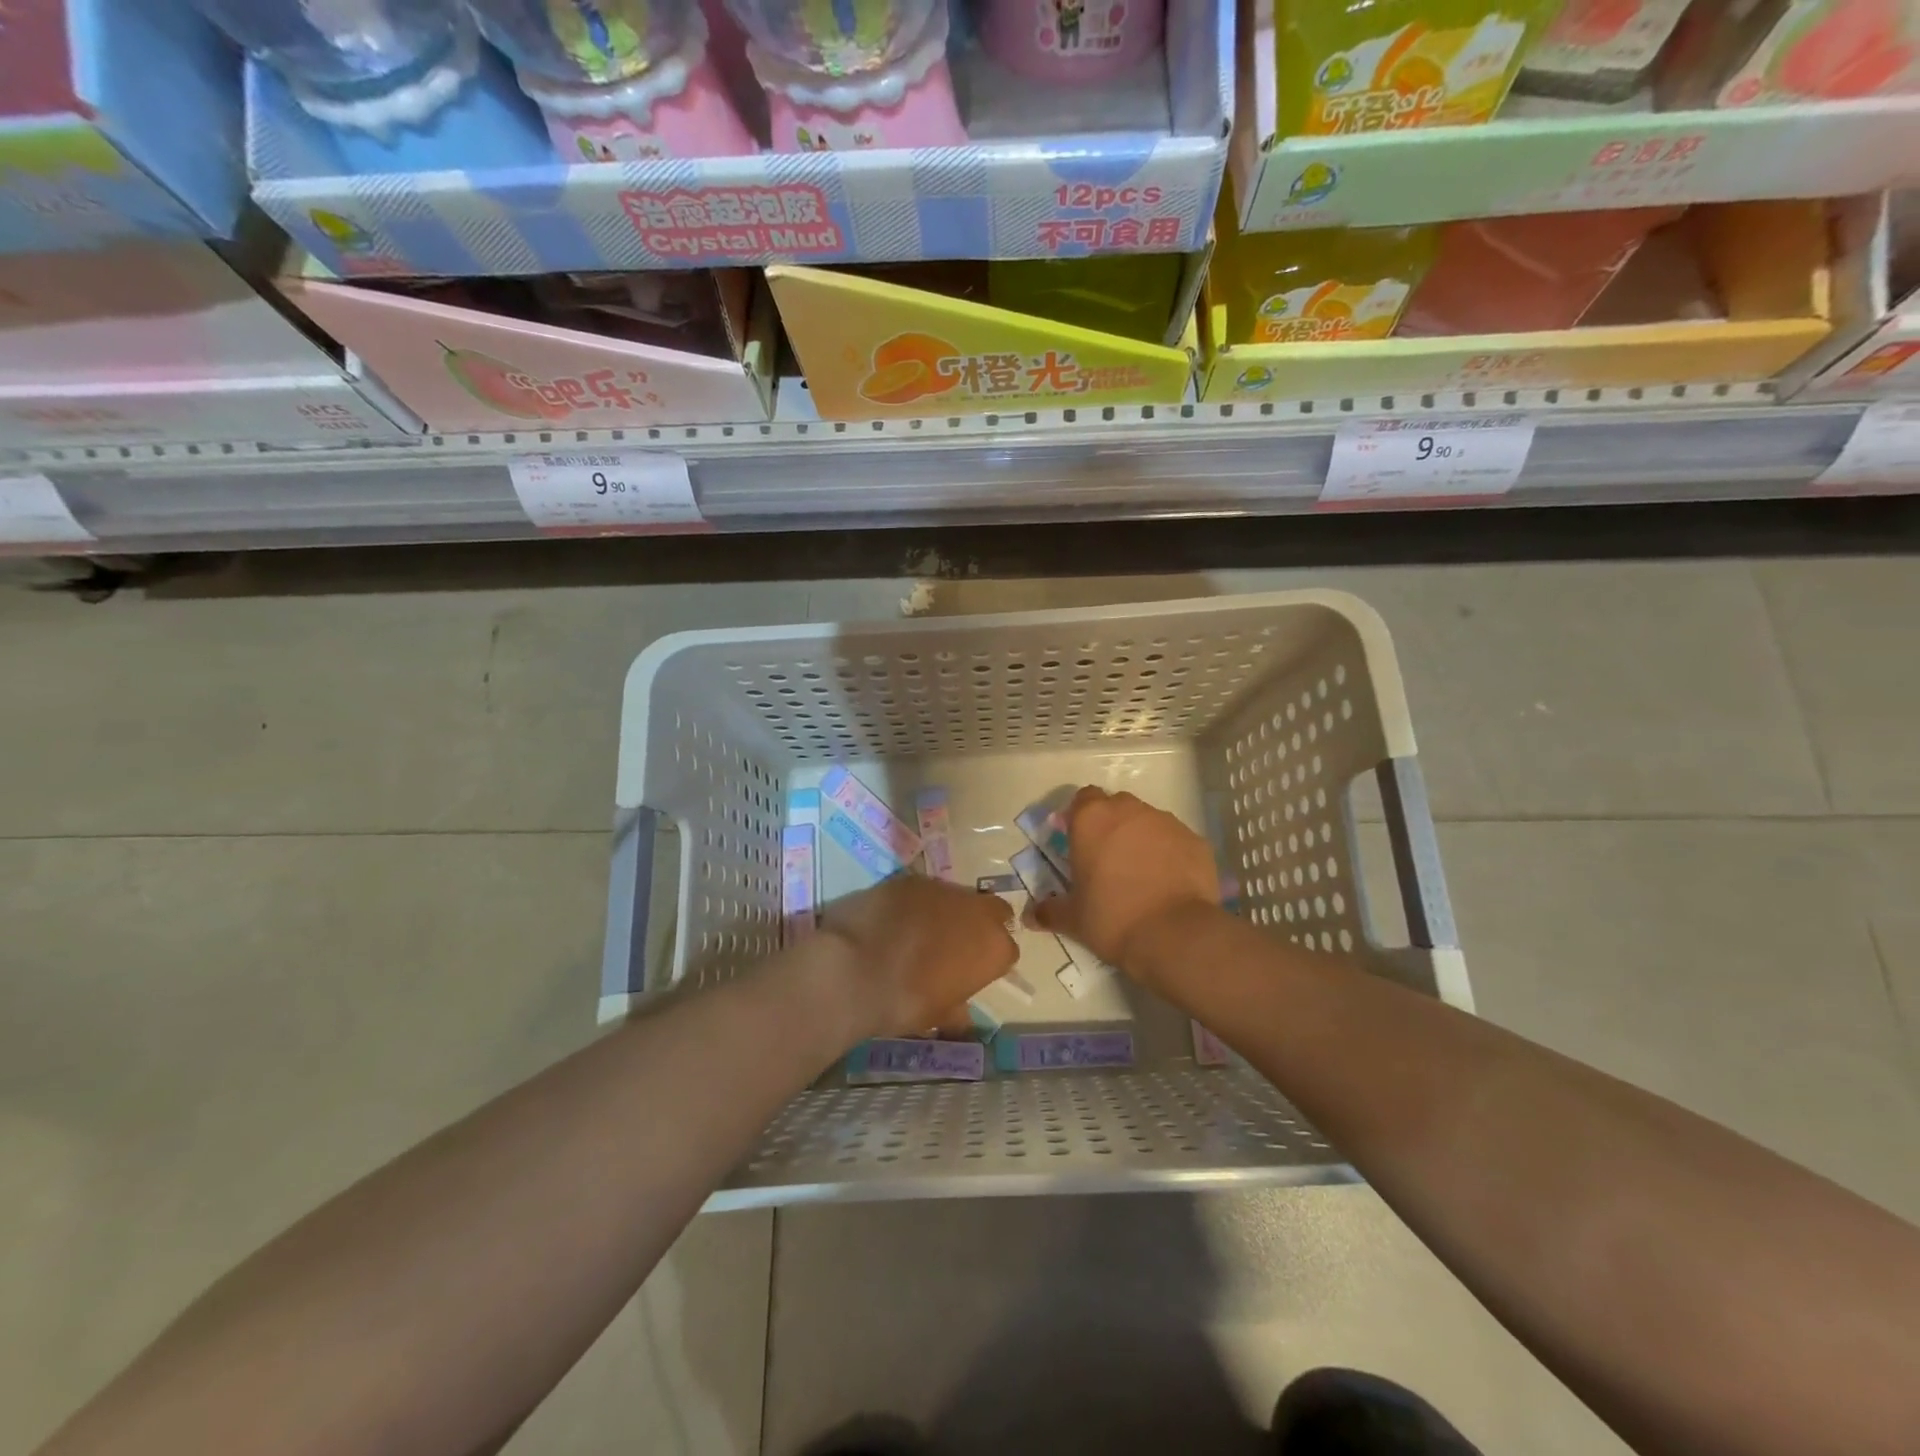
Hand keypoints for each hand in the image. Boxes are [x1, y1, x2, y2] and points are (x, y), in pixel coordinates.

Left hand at [818, 875, 1017, 1039]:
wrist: (856, 967)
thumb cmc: (906, 1001)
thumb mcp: (938, 1015)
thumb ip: (956, 1010)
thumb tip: (960, 1019)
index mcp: (994, 948)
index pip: (1007, 951)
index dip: (989, 961)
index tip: (971, 972)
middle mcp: (977, 911)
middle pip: (993, 911)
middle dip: (980, 924)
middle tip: (956, 945)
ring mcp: (943, 889)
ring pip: (957, 897)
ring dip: (947, 912)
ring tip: (919, 933)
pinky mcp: (911, 878)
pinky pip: (923, 891)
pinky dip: (916, 904)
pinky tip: (894, 920)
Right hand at [1026, 786, 1219, 982]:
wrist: (1175, 934)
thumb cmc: (1112, 918)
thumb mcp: (1074, 919)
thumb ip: (1050, 911)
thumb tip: (1031, 916)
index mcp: (1092, 820)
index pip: (1082, 799)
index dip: (1079, 817)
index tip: (1078, 841)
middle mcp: (1129, 811)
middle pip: (1116, 806)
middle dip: (1110, 825)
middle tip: (1107, 859)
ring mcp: (1166, 822)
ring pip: (1147, 821)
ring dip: (1140, 838)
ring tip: (1140, 873)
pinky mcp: (1195, 840)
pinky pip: (1175, 840)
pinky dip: (1169, 853)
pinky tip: (1167, 882)